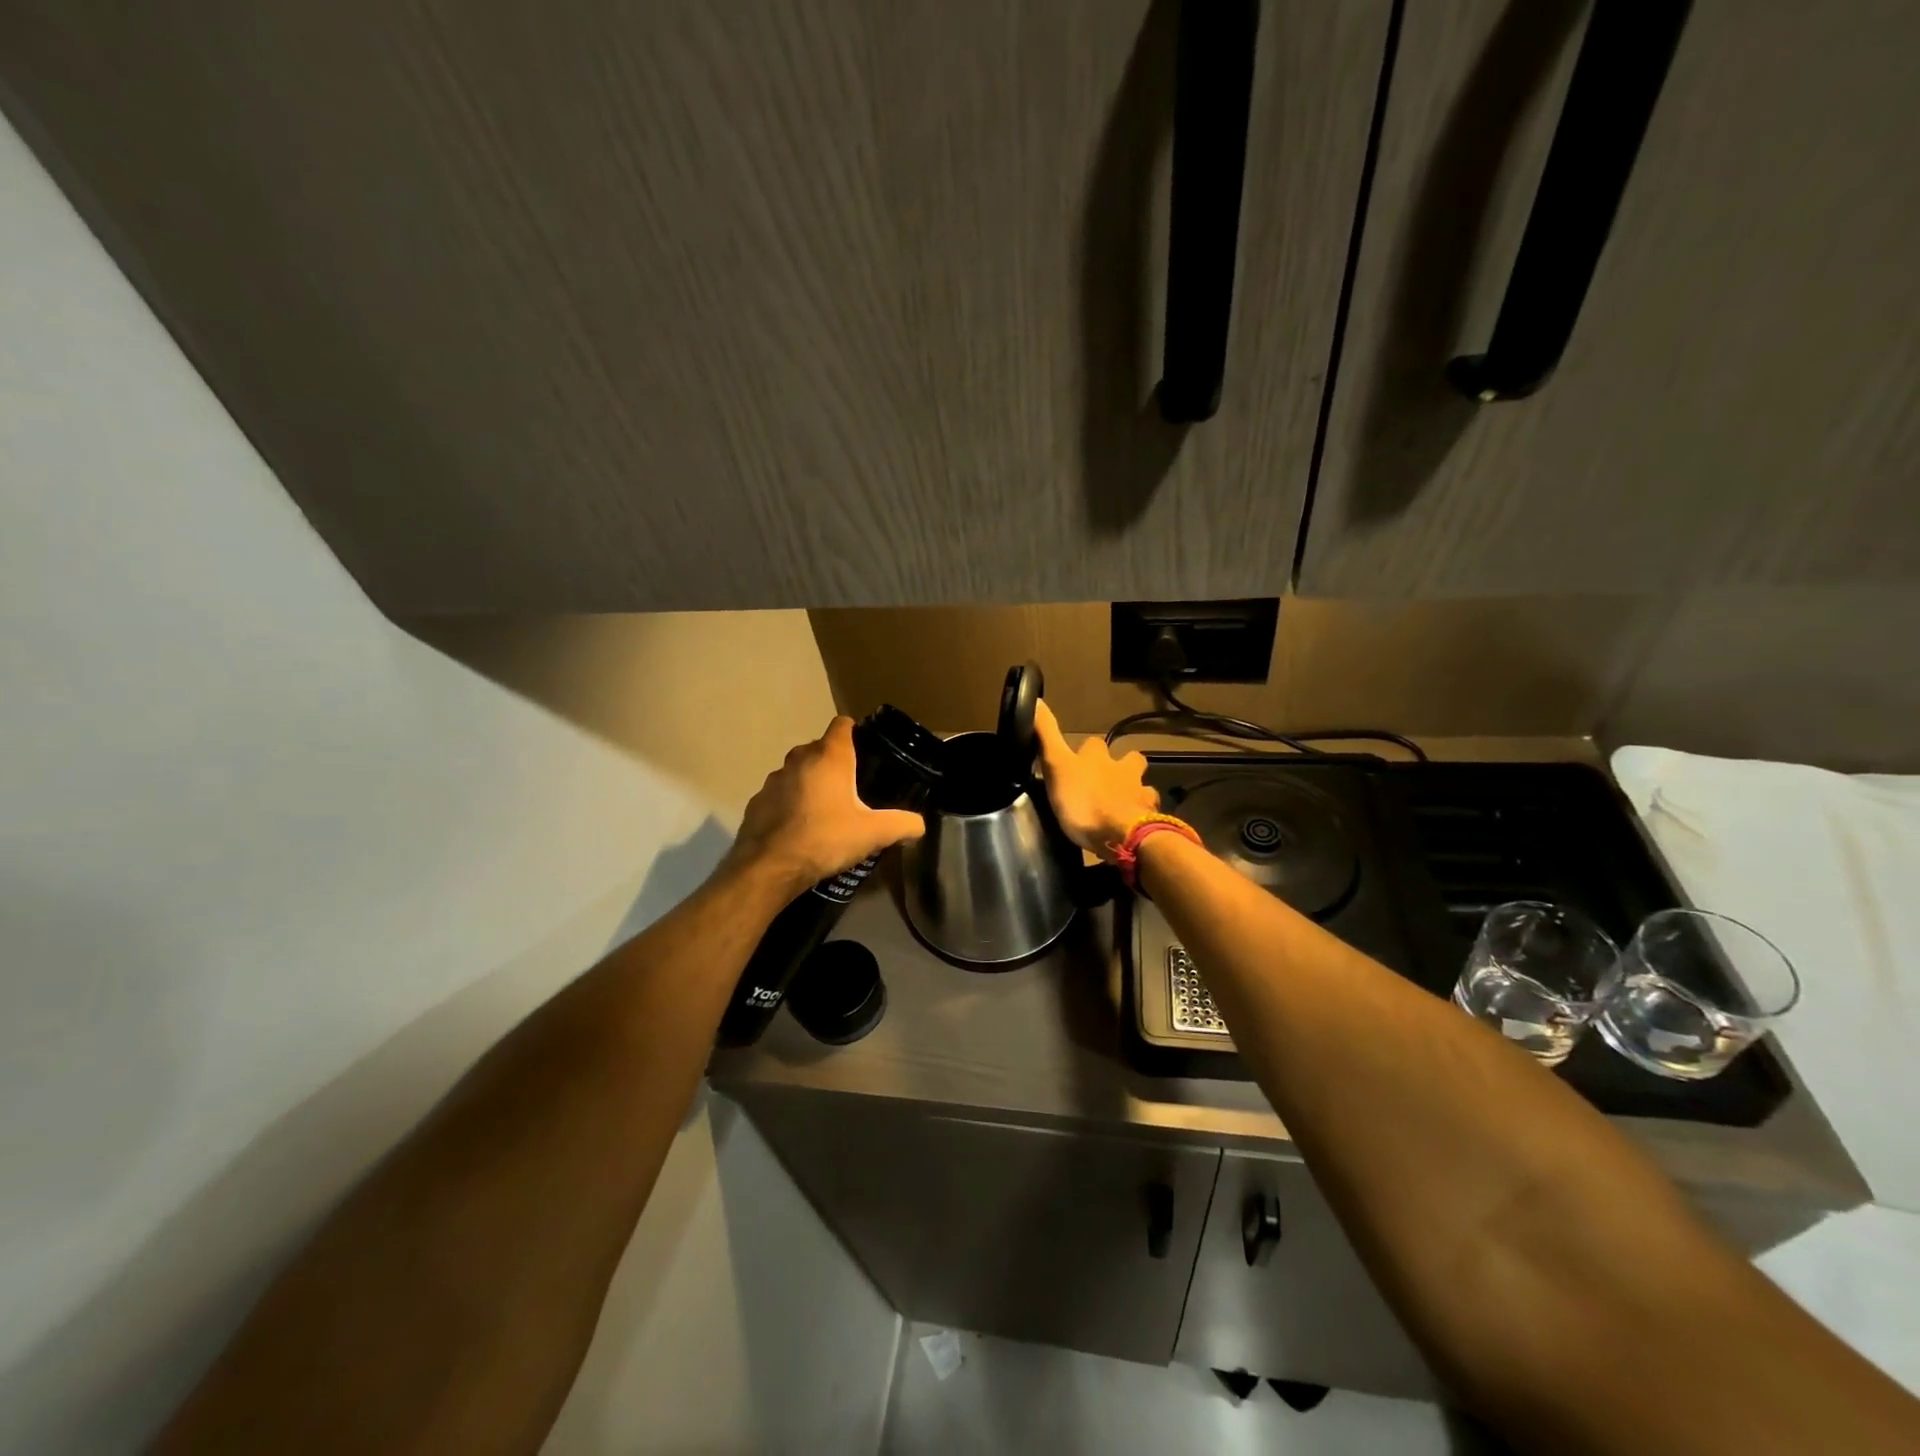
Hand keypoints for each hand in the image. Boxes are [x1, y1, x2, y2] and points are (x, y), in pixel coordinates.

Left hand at [726, 717, 926, 892]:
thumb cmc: (825, 839)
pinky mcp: (757, 802)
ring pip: (797, 771)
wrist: (770, 867)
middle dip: (834, 761)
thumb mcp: (873, 834)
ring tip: (825, 809)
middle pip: (820, 748)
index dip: (855, 732)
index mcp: (829, 757)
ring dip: (810, 782)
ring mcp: (773, 780)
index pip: (842, 725)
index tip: (866, 751)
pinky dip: (790, 803)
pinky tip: (800, 827)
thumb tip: (919, 826)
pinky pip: (779, 794)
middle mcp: (799, 759)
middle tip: (852, 787)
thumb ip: (902, 825)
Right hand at [1033, 699, 1159, 857]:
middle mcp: (1124, 770)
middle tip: (1110, 778)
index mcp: (1099, 758)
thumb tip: (1036, 699)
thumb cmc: (1083, 800)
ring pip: (1144, 786)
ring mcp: (1140, 795)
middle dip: (1124, 764)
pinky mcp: (1149, 819)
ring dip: (1136, 791)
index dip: (1087, 749)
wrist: (1120, 835)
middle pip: (1131, 759)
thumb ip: (1046, 735)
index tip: (1078, 758)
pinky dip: (1142, 817)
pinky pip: (1149, 815)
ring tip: (1124, 804)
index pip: (1093, 743)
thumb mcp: (1056, 765)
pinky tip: (1135, 825)